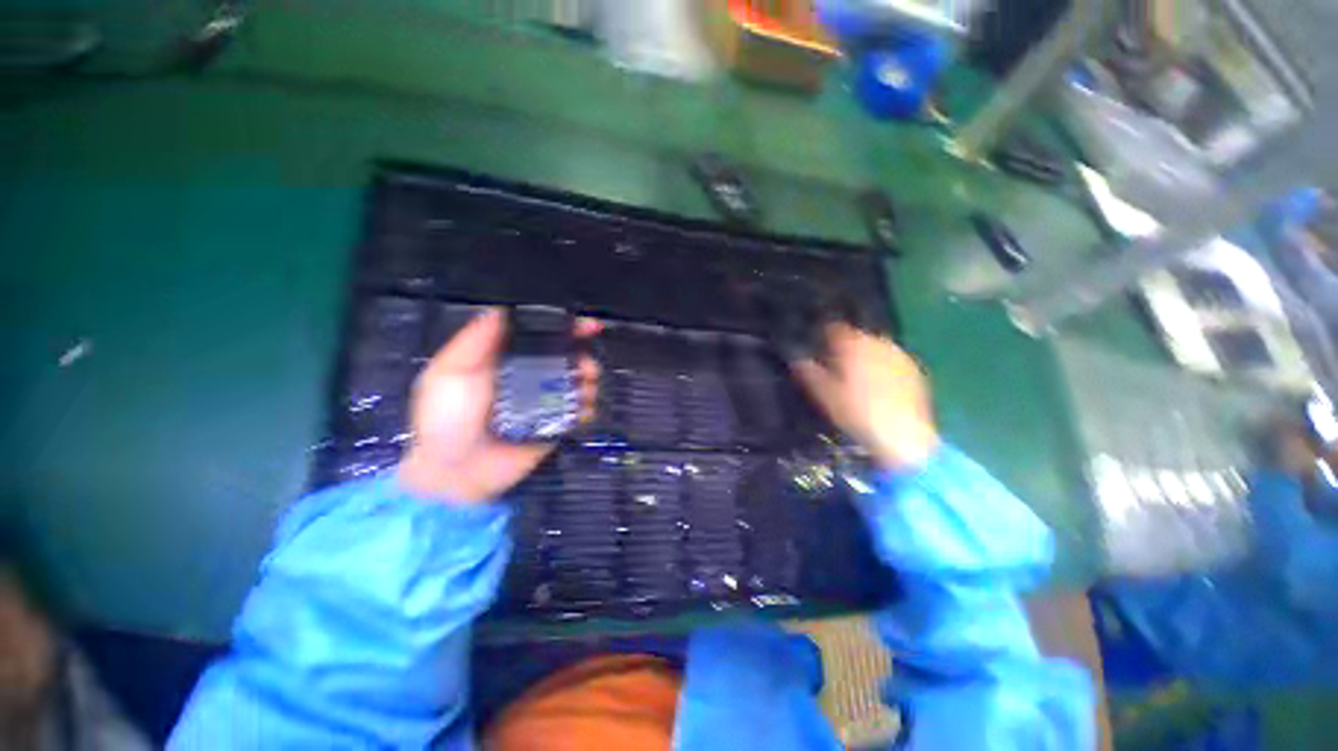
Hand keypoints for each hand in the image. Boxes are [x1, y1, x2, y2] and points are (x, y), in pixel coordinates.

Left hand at [399, 309, 599, 503]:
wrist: (454, 473)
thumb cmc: (445, 418)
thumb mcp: (449, 372)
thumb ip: (475, 341)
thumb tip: (504, 309)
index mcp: (506, 359)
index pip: (540, 336)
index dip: (564, 327)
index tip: (586, 324)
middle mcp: (529, 376)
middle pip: (566, 358)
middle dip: (583, 356)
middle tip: (586, 365)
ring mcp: (545, 402)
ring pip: (578, 383)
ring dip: (588, 381)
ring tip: (583, 388)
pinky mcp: (554, 426)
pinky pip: (579, 412)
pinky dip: (587, 408)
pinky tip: (583, 409)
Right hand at [790, 323, 938, 471]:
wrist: (902, 435)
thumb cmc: (856, 413)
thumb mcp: (825, 395)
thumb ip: (809, 373)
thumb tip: (798, 361)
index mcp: (853, 345)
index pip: (834, 329)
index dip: (824, 337)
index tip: (819, 350)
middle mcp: (877, 342)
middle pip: (856, 337)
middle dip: (846, 347)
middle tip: (836, 367)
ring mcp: (898, 354)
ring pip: (875, 347)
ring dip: (865, 356)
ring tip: (858, 377)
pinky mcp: (914, 369)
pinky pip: (891, 360)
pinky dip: (882, 366)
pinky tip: (879, 386)